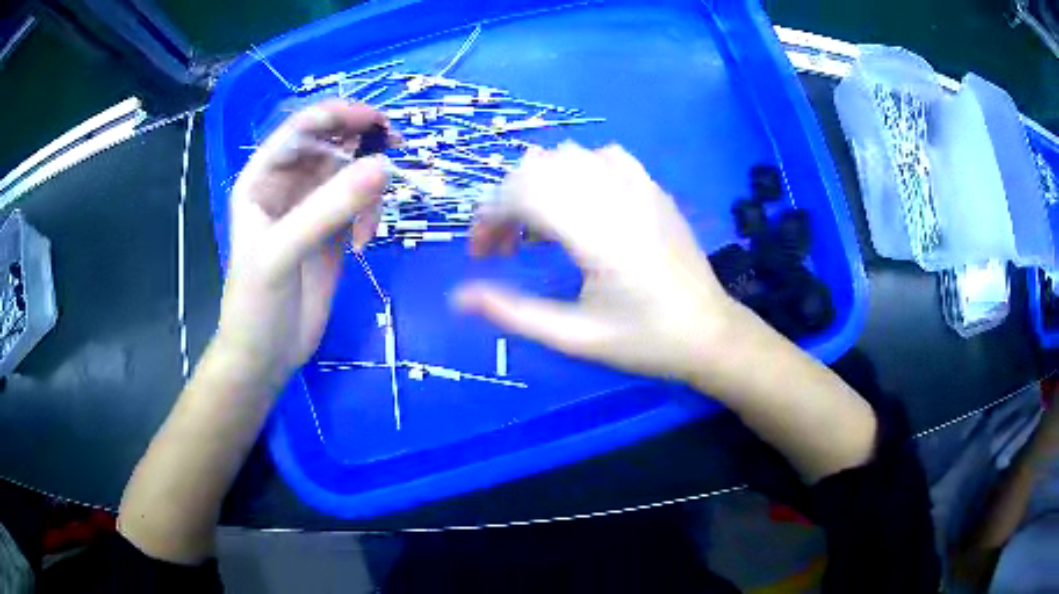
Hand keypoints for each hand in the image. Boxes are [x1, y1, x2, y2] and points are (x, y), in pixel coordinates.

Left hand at [217, 100, 390, 385]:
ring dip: (369, 187)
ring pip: (351, 173)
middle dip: (362, 145)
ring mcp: (312, 209)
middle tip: (395, 151)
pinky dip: (371, 214)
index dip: (338, 115)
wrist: (266, 356)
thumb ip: (329, 209)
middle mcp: (287, 185)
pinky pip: (360, 204)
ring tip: (368, 225)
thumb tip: (385, 166)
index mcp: (262, 178)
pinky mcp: (332, 232)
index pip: (302, 129)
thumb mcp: (282, 252)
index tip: (379, 121)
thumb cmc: (256, 302)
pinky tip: (365, 242)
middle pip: (332, 144)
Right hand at [455, 142, 740, 382]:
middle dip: (506, 201)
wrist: (709, 334)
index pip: (522, 194)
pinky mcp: (654, 188)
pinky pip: (605, 156)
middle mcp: (616, 196)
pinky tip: (581, 203)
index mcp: (597, 233)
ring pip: (568, 155)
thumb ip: (513, 313)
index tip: (480, 254)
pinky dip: (578, 170)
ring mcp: (640, 186)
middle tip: (503, 246)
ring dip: (539, 184)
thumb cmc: (644, 341)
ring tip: (538, 227)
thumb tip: (457, 298)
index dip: (488, 217)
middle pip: (538, 168)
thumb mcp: (574, 337)